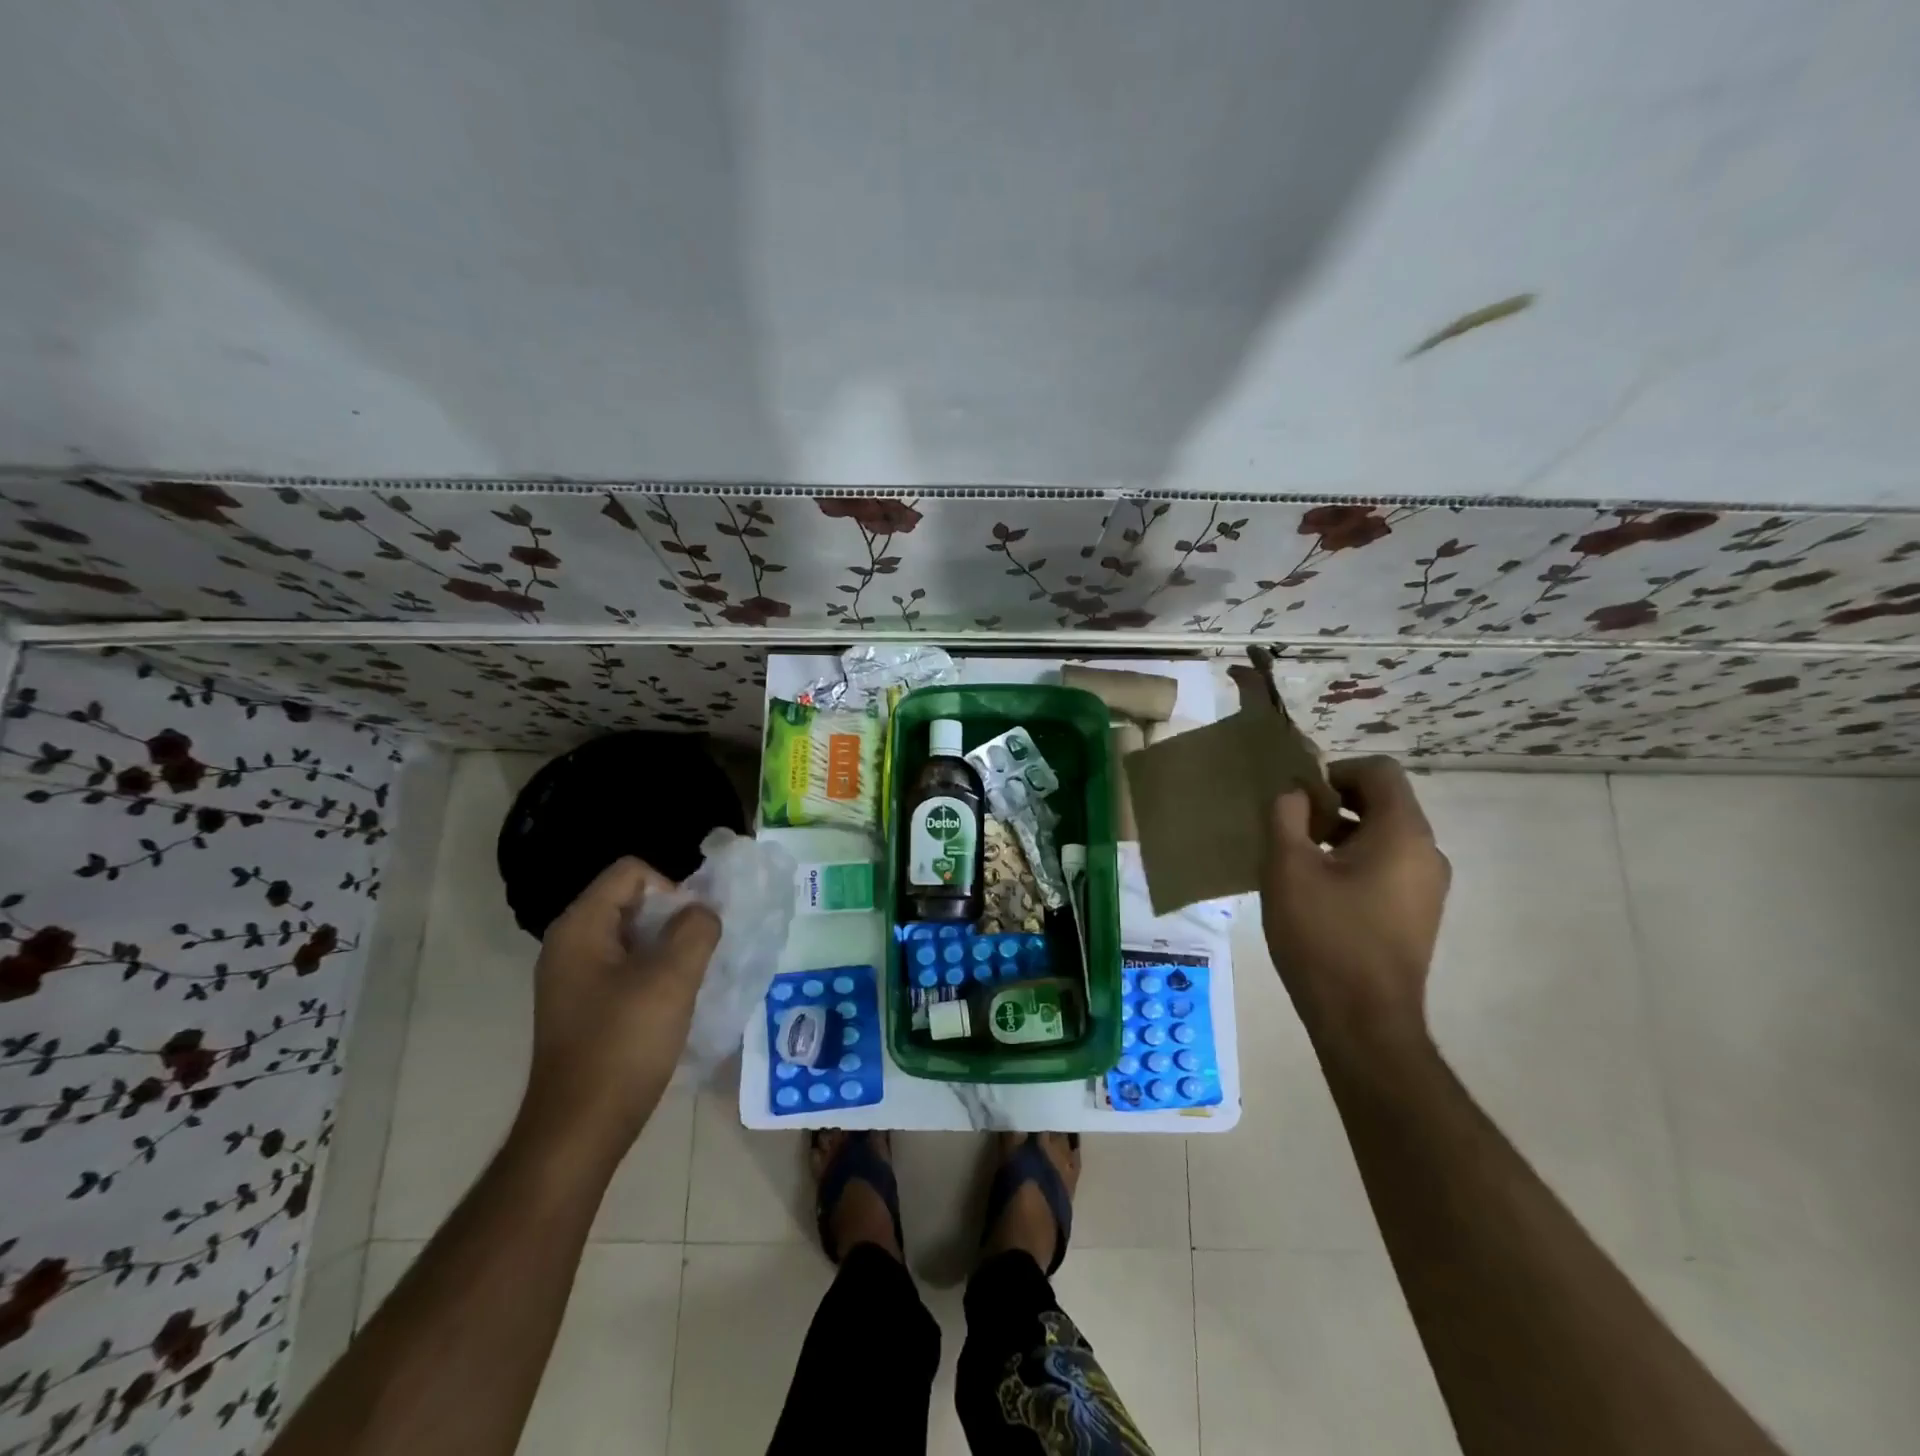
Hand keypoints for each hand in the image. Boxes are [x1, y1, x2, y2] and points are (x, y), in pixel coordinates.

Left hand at [517, 857, 720, 1160]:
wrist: (580, 1130)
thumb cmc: (624, 1045)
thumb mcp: (672, 978)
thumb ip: (696, 929)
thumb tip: (704, 913)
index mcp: (580, 927)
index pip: (632, 872)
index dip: (671, 890)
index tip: (690, 931)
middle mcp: (569, 944)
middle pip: (631, 901)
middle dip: (672, 920)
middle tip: (697, 955)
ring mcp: (572, 978)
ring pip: (632, 937)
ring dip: (667, 949)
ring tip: (688, 980)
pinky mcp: (582, 1007)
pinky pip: (624, 968)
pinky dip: (652, 975)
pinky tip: (669, 1005)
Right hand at [1261, 756, 1448, 1053]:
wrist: (1363, 1020)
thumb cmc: (1323, 935)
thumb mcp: (1288, 867)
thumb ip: (1286, 816)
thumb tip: (1295, 793)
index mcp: (1404, 833)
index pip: (1379, 771)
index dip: (1335, 771)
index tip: (1299, 797)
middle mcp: (1428, 852)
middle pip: (1384, 802)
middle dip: (1334, 803)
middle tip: (1291, 827)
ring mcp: (1429, 887)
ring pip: (1385, 836)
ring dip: (1341, 833)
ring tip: (1299, 860)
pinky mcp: (1419, 914)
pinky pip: (1389, 866)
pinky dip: (1356, 862)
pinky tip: (1319, 891)